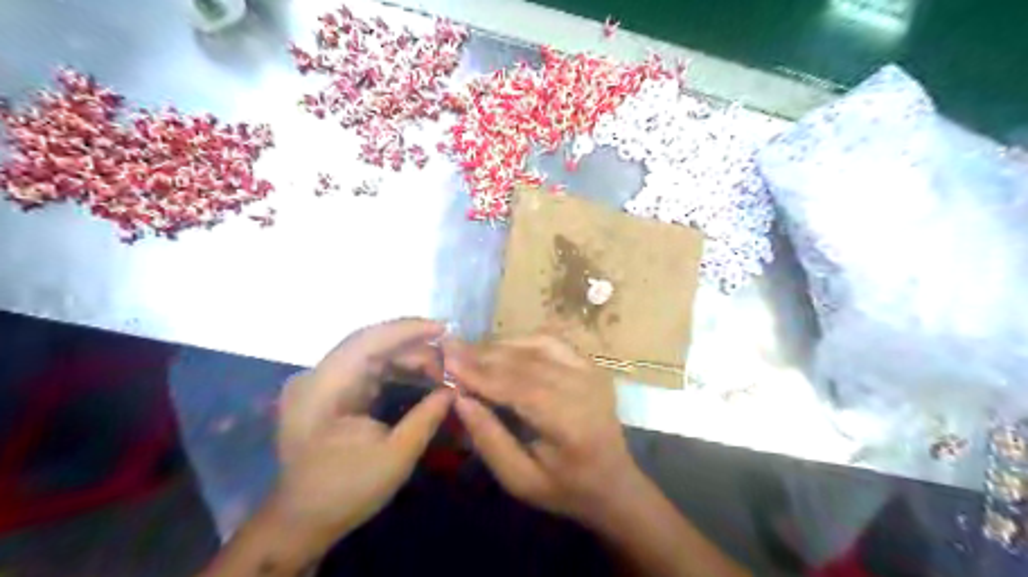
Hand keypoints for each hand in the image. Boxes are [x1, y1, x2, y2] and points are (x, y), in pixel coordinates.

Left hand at [273, 320, 453, 549]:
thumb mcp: (395, 457)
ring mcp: (321, 381)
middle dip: (413, 345)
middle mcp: (316, 376)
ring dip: (407, 355)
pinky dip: (396, 367)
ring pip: (371, 352)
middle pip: (370, 343)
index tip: (443, 328)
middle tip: (451, 354)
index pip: (366, 341)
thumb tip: (455, 390)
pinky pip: (367, 367)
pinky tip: (420, 371)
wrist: (302, 520)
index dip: (406, 330)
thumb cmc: (345, 491)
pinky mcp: (330, 390)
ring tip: (442, 365)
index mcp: (322, 389)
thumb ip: (427, 417)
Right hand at [442, 336, 640, 523]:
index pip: (519, 387)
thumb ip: (489, 439)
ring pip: (536, 347)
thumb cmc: (565, 489)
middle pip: (526, 363)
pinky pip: (550, 342)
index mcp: (571, 424)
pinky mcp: (591, 364)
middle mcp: (585, 388)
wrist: (613, 481)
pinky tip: (500, 348)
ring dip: (499, 347)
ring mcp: (591, 371)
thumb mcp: (520, 480)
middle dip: (483, 356)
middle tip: (448, 350)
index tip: (446, 361)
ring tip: (468, 351)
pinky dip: (521, 341)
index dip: (480, 373)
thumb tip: (460, 398)